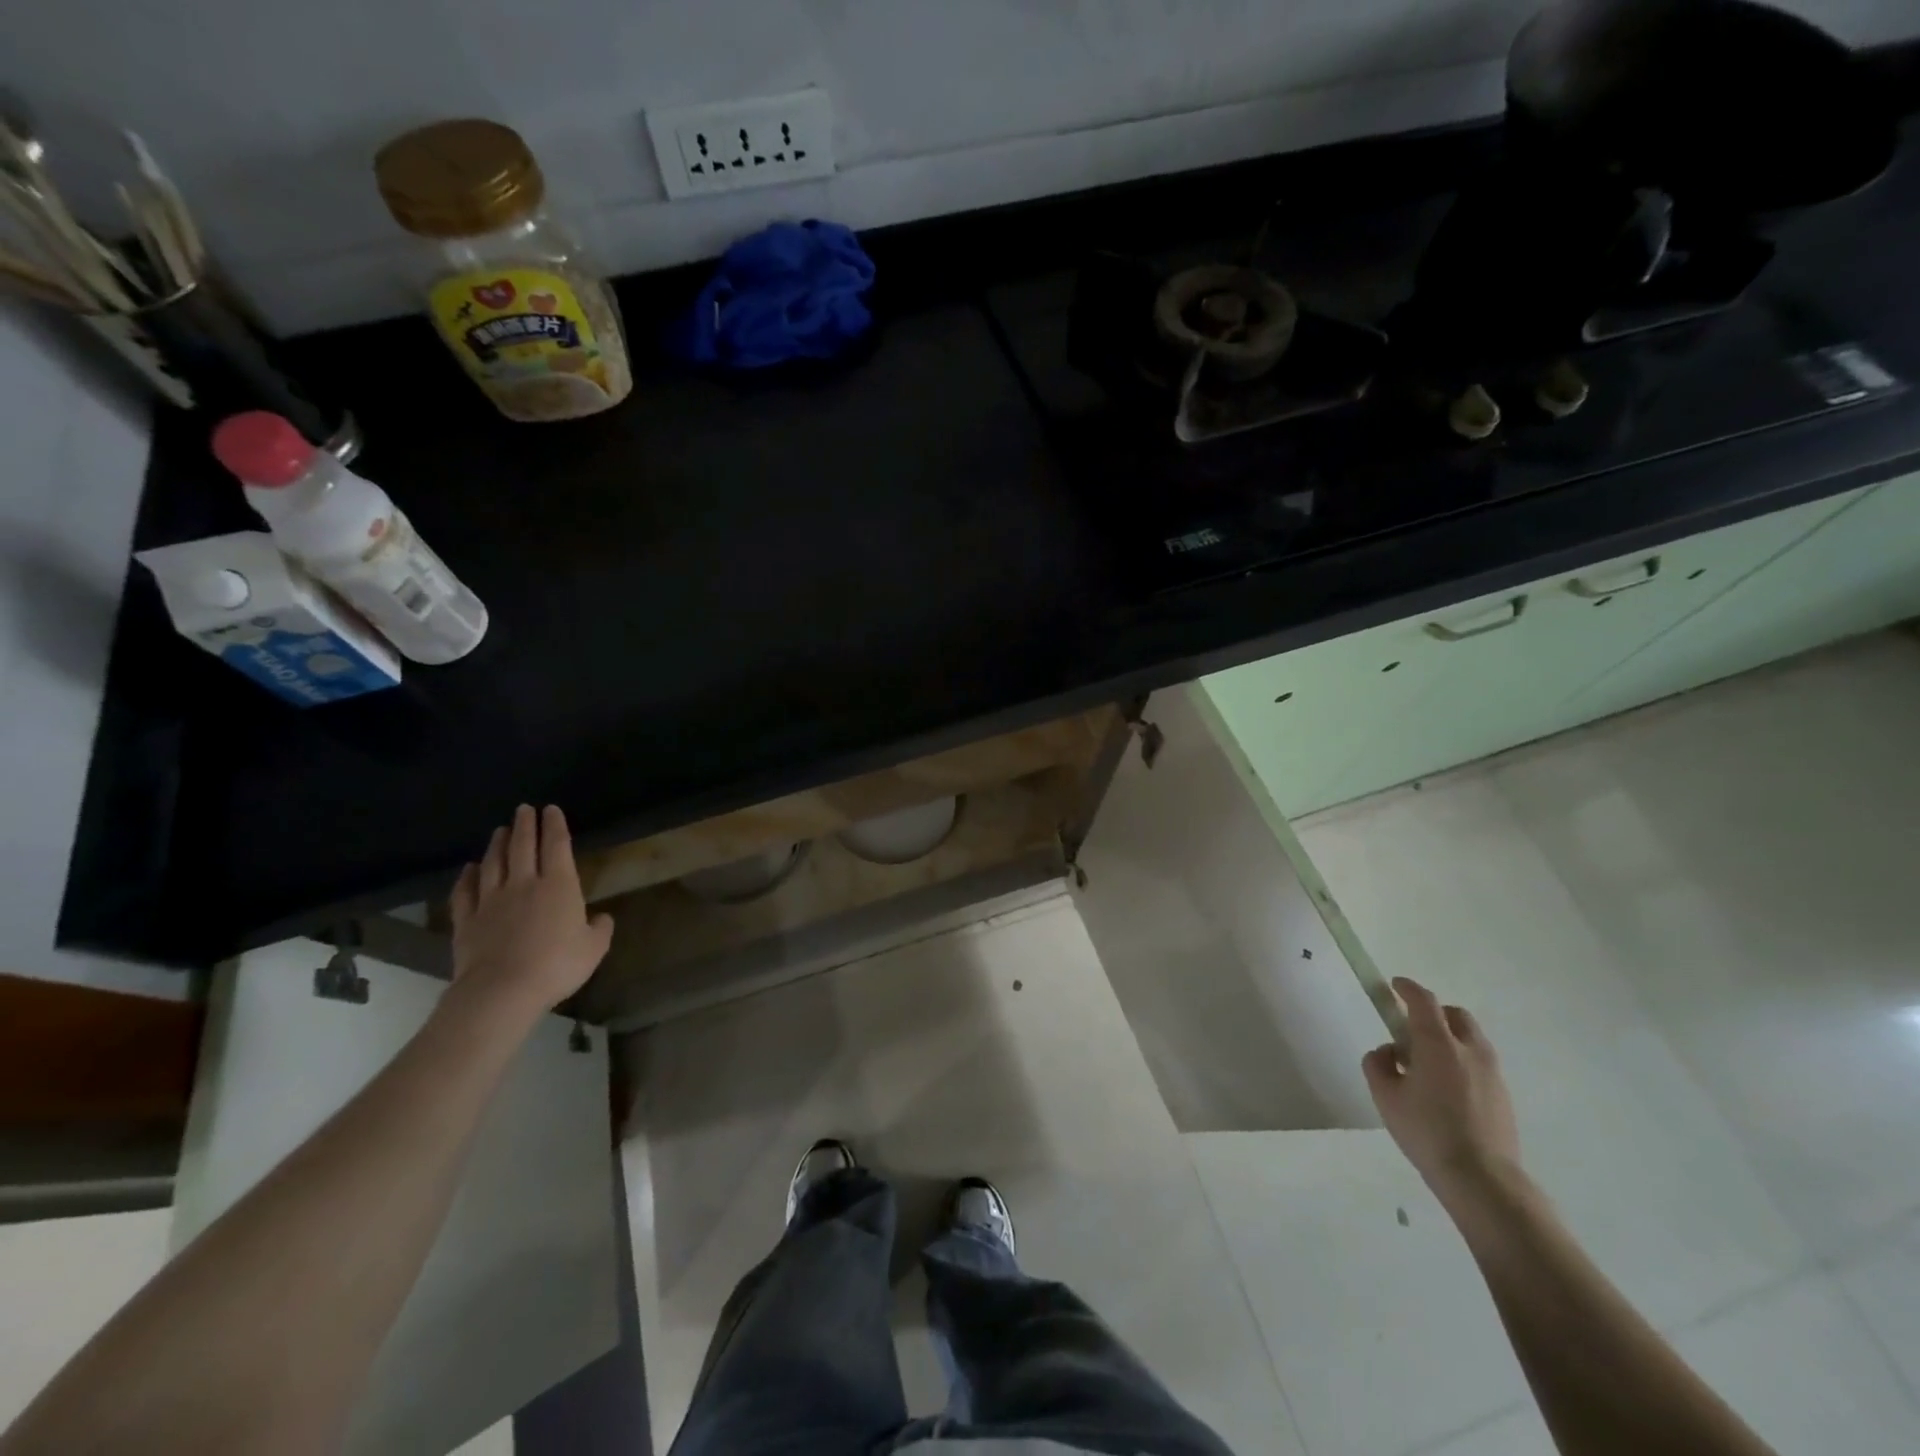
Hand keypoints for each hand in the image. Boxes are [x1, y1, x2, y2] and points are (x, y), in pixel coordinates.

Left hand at [449, 805, 613, 1018]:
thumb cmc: (557, 965)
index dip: (555, 825)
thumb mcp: (594, 949)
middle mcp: (524, 884)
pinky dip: (466, 878)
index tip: (551, 809)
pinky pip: (465, 893)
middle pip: (523, 847)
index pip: (557, 846)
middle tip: (524, 809)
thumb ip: (600, 929)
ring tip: (500, 830)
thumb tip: (601, 918)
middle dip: (525, 825)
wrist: (502, 990)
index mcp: (559, 886)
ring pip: (493, 864)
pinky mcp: (467, 921)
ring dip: (498, 844)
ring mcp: (491, 901)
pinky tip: (468, 869)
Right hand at [1363, 977, 1521, 1203]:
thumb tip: (1389, 1053)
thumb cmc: (1426, 1131)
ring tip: (1427, 1065)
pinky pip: (1478, 1064)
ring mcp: (1492, 1074)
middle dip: (1433, 1012)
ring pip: (1470, 1040)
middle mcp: (1470, 1051)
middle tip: (1411, 1029)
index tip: (1394, 985)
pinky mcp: (1503, 1096)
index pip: (1424, 1001)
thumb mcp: (1384, 1096)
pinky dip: (1461, 1062)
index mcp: (1438, 1044)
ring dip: (1449, 1038)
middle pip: (1455, 1015)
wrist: (1482, 1179)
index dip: (1407, 988)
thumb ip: (1378, 1064)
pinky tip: (1445, 1090)